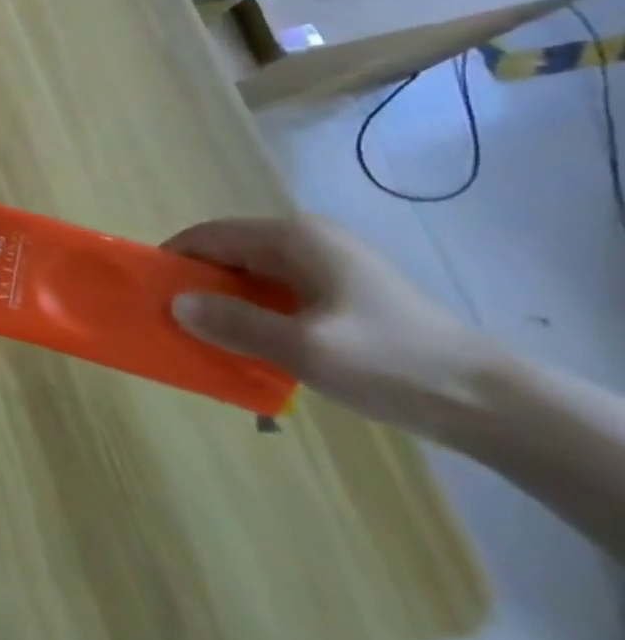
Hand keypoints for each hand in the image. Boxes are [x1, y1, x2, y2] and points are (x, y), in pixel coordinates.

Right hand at [164, 215, 502, 437]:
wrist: (494, 404)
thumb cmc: (391, 363)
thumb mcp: (304, 348)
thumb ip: (235, 323)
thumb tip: (174, 304)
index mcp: (294, 238)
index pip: (209, 235)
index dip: (173, 259)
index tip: (147, 291)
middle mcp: (308, 241)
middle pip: (230, 253)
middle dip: (198, 284)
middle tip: (173, 320)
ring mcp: (330, 266)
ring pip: (254, 276)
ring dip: (227, 302)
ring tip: (206, 336)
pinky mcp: (345, 294)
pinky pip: (279, 294)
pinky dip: (256, 313)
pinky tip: (252, 344)